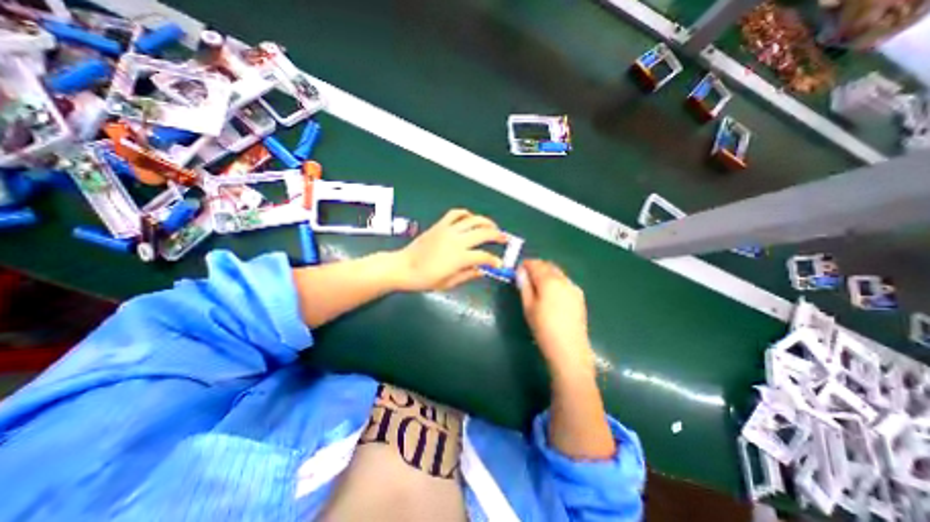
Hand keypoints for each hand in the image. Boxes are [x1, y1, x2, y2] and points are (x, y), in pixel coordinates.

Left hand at [394, 207, 508, 291]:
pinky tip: (471, 218)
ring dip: (486, 221)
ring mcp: (448, 230)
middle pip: (483, 233)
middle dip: (498, 235)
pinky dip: (466, 213)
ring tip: (493, 226)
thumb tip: (483, 271)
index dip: (494, 260)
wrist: (403, 267)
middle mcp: (457, 240)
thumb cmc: (424, 279)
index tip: (499, 264)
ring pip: (473, 220)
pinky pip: (455, 214)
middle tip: (505, 238)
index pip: (484, 256)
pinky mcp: (440, 225)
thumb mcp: (448, 283)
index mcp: (460, 257)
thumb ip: (468, 275)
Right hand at [515, 260, 595, 376]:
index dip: (525, 265)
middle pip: (548, 266)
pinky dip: (555, 282)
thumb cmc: (543, 328)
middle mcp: (563, 280)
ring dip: (546, 274)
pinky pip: (565, 282)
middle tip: (526, 278)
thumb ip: (524, 285)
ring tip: (538, 287)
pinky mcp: (579, 296)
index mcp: (549, 281)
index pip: (535, 264)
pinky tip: (551, 295)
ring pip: (557, 273)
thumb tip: (520, 271)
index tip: (518, 270)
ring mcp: (573, 287)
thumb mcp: (528, 306)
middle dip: (536, 268)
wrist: (569, 349)